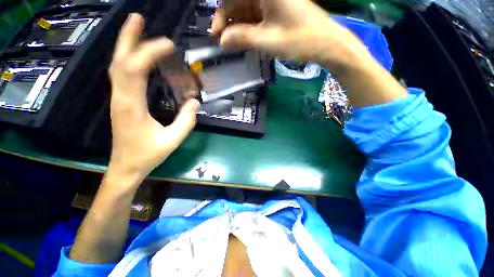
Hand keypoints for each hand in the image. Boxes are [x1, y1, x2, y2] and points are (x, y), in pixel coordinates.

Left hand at [108, 13, 199, 190]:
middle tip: (139, 19)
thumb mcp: (172, 140)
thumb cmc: (148, 155)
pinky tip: (139, 56)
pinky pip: (123, 75)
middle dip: (128, 38)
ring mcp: (119, 99)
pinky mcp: (122, 101)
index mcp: (131, 107)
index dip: (149, 53)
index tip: (168, 45)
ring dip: (127, 46)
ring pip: (118, 66)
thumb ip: (186, 121)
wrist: (126, 166)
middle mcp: (120, 98)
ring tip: (138, 29)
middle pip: (119, 61)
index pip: (134, 70)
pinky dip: (130, 60)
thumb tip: (195, 102)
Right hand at [212, 0, 370, 67]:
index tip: (215, 33)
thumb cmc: (298, 39)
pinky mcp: (276, 9)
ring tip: (232, 44)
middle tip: (223, 42)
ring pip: (246, 9)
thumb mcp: (267, 40)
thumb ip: (242, 38)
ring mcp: (272, 0)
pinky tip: (244, 39)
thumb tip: (222, 41)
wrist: (324, 43)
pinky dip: (248, 27)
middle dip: (228, 21)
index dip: (221, 14)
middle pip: (238, 1)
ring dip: (237, 26)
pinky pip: (256, 15)